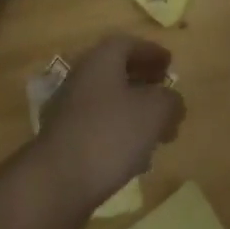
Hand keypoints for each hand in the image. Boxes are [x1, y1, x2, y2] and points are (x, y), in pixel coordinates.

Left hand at [31, 35, 183, 228]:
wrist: (55, 184)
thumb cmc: (109, 135)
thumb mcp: (153, 113)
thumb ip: (170, 102)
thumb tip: (174, 102)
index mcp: (102, 58)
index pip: (130, 44)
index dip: (152, 52)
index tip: (170, 64)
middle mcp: (83, 76)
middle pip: (118, 72)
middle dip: (145, 83)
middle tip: (166, 97)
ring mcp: (70, 109)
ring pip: (110, 102)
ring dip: (134, 112)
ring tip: (157, 134)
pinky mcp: (65, 141)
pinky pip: (99, 128)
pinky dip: (119, 134)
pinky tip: (134, 159)